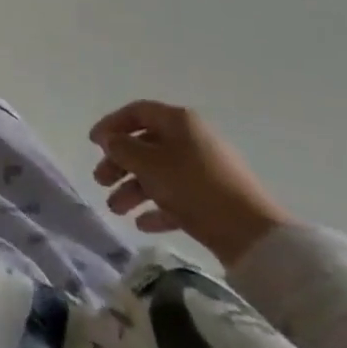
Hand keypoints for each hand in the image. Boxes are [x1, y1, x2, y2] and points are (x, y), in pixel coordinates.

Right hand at [89, 100, 292, 266]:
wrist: (254, 235)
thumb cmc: (195, 187)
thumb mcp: (150, 164)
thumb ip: (123, 148)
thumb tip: (110, 140)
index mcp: (178, 121)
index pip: (137, 112)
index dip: (111, 124)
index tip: (92, 143)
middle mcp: (191, 139)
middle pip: (146, 144)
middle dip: (120, 163)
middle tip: (100, 180)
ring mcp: (204, 170)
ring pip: (159, 172)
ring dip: (134, 188)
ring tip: (116, 209)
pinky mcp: (213, 199)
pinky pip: (177, 196)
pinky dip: (157, 207)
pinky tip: (142, 223)